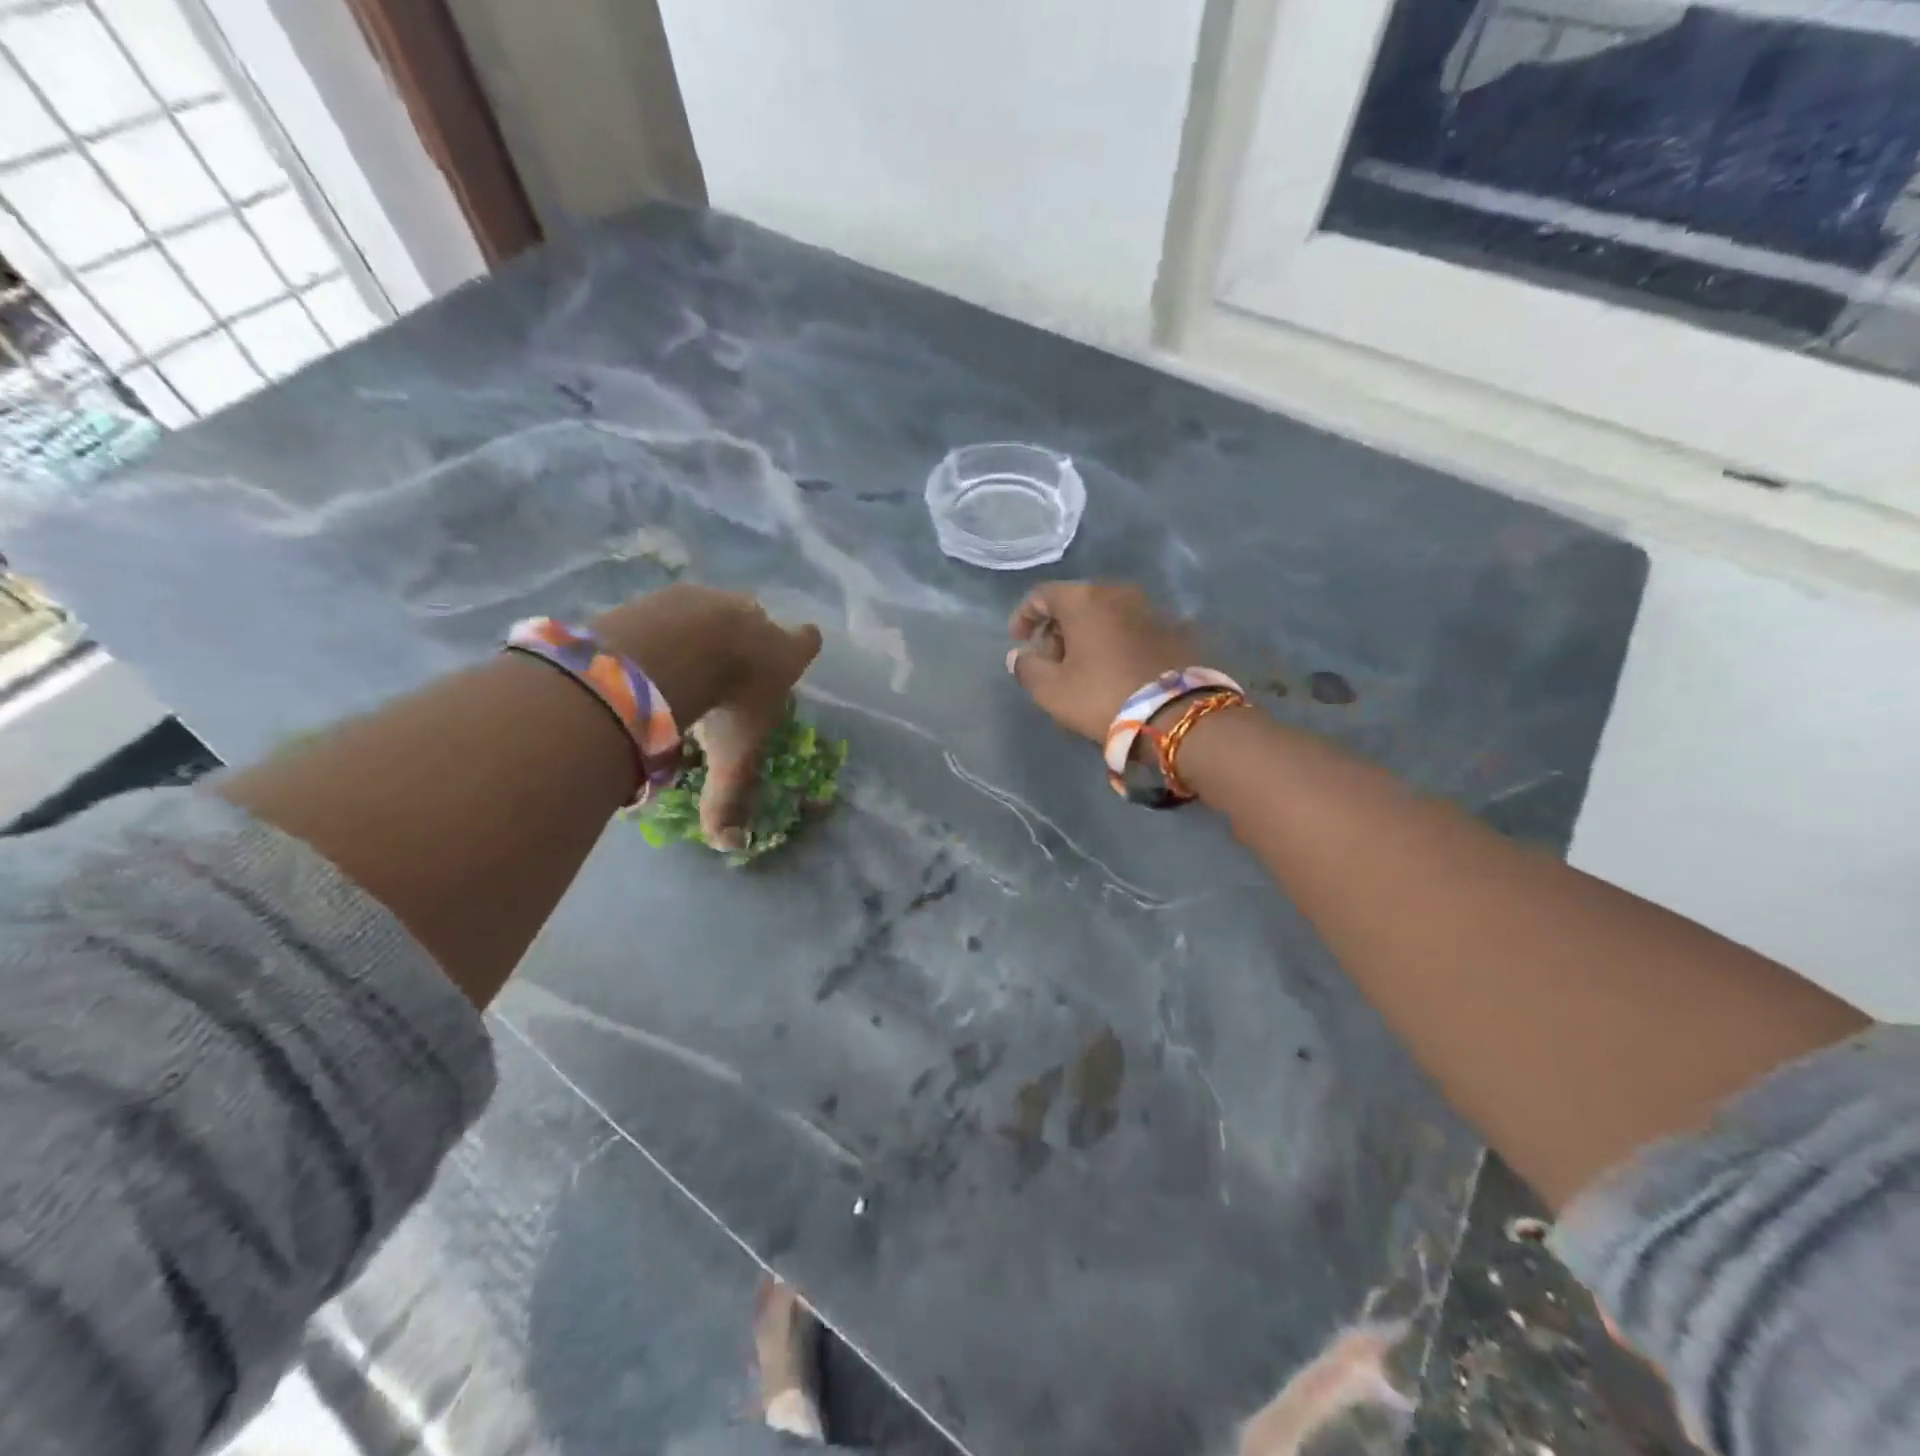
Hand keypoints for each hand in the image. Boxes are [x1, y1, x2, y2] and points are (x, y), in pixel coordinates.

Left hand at [593, 585, 821, 848]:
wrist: (673, 648)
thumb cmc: (724, 702)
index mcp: (784, 653)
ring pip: (715, 610)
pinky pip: (672, 609)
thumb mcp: (733, 756)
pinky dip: (664, 627)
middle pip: (760, 621)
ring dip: (703, 631)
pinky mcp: (669, 592)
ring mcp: (712, 599)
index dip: (802, 646)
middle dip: (747, 640)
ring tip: (678, 663)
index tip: (792, 653)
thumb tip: (729, 845)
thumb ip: (730, 798)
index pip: (808, 641)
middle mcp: (755, 617)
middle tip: (724, 670)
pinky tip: (644, 651)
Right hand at [1007, 581, 1200, 741]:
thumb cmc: (1103, 696)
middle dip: (1059, 628)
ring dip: (1091, 635)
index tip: (1019, 641)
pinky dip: (1119, 642)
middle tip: (1052, 661)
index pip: (1042, 595)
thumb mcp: (1052, 690)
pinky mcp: (1178, 629)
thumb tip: (1020, 655)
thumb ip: (1028, 668)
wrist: (1179, 714)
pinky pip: (1135, 629)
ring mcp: (1153, 608)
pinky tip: (1118, 669)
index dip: (1024, 616)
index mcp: (1084, 599)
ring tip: (1085, 668)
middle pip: (1077, 602)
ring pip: (1109, 614)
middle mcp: (1119, 592)